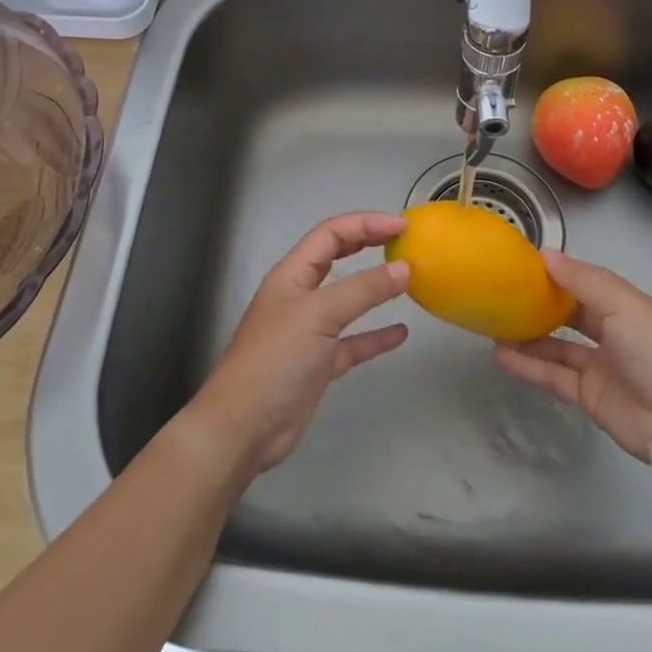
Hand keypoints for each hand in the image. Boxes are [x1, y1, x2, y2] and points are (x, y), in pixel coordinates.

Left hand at [190, 213, 411, 474]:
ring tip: (407, 279)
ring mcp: (309, 331)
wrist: (244, 427)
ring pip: (347, 299)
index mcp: (292, 273)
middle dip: (368, 244)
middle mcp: (300, 295)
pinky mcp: (318, 364)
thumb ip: (363, 290)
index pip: (331, 234)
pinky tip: (400, 333)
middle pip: (337, 257)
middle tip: (404, 241)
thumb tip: (403, 268)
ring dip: (374, 288)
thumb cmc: (276, 358)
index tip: (402, 226)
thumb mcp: (320, 314)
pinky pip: (353, 341)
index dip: (365, 224)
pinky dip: (376, 335)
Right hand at [493, 250, 651, 461]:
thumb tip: (545, 254)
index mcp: (624, 305)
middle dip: (538, 305)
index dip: (556, 273)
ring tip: (493, 325)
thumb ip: (581, 280)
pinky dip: (529, 366)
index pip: (584, 283)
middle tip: (501, 294)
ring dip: (527, 337)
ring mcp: (598, 365)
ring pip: (556, 346)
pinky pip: (553, 375)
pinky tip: (502, 356)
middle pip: (568, 314)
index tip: (521, 264)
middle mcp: (611, 332)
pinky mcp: (588, 395)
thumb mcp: (622, 304)